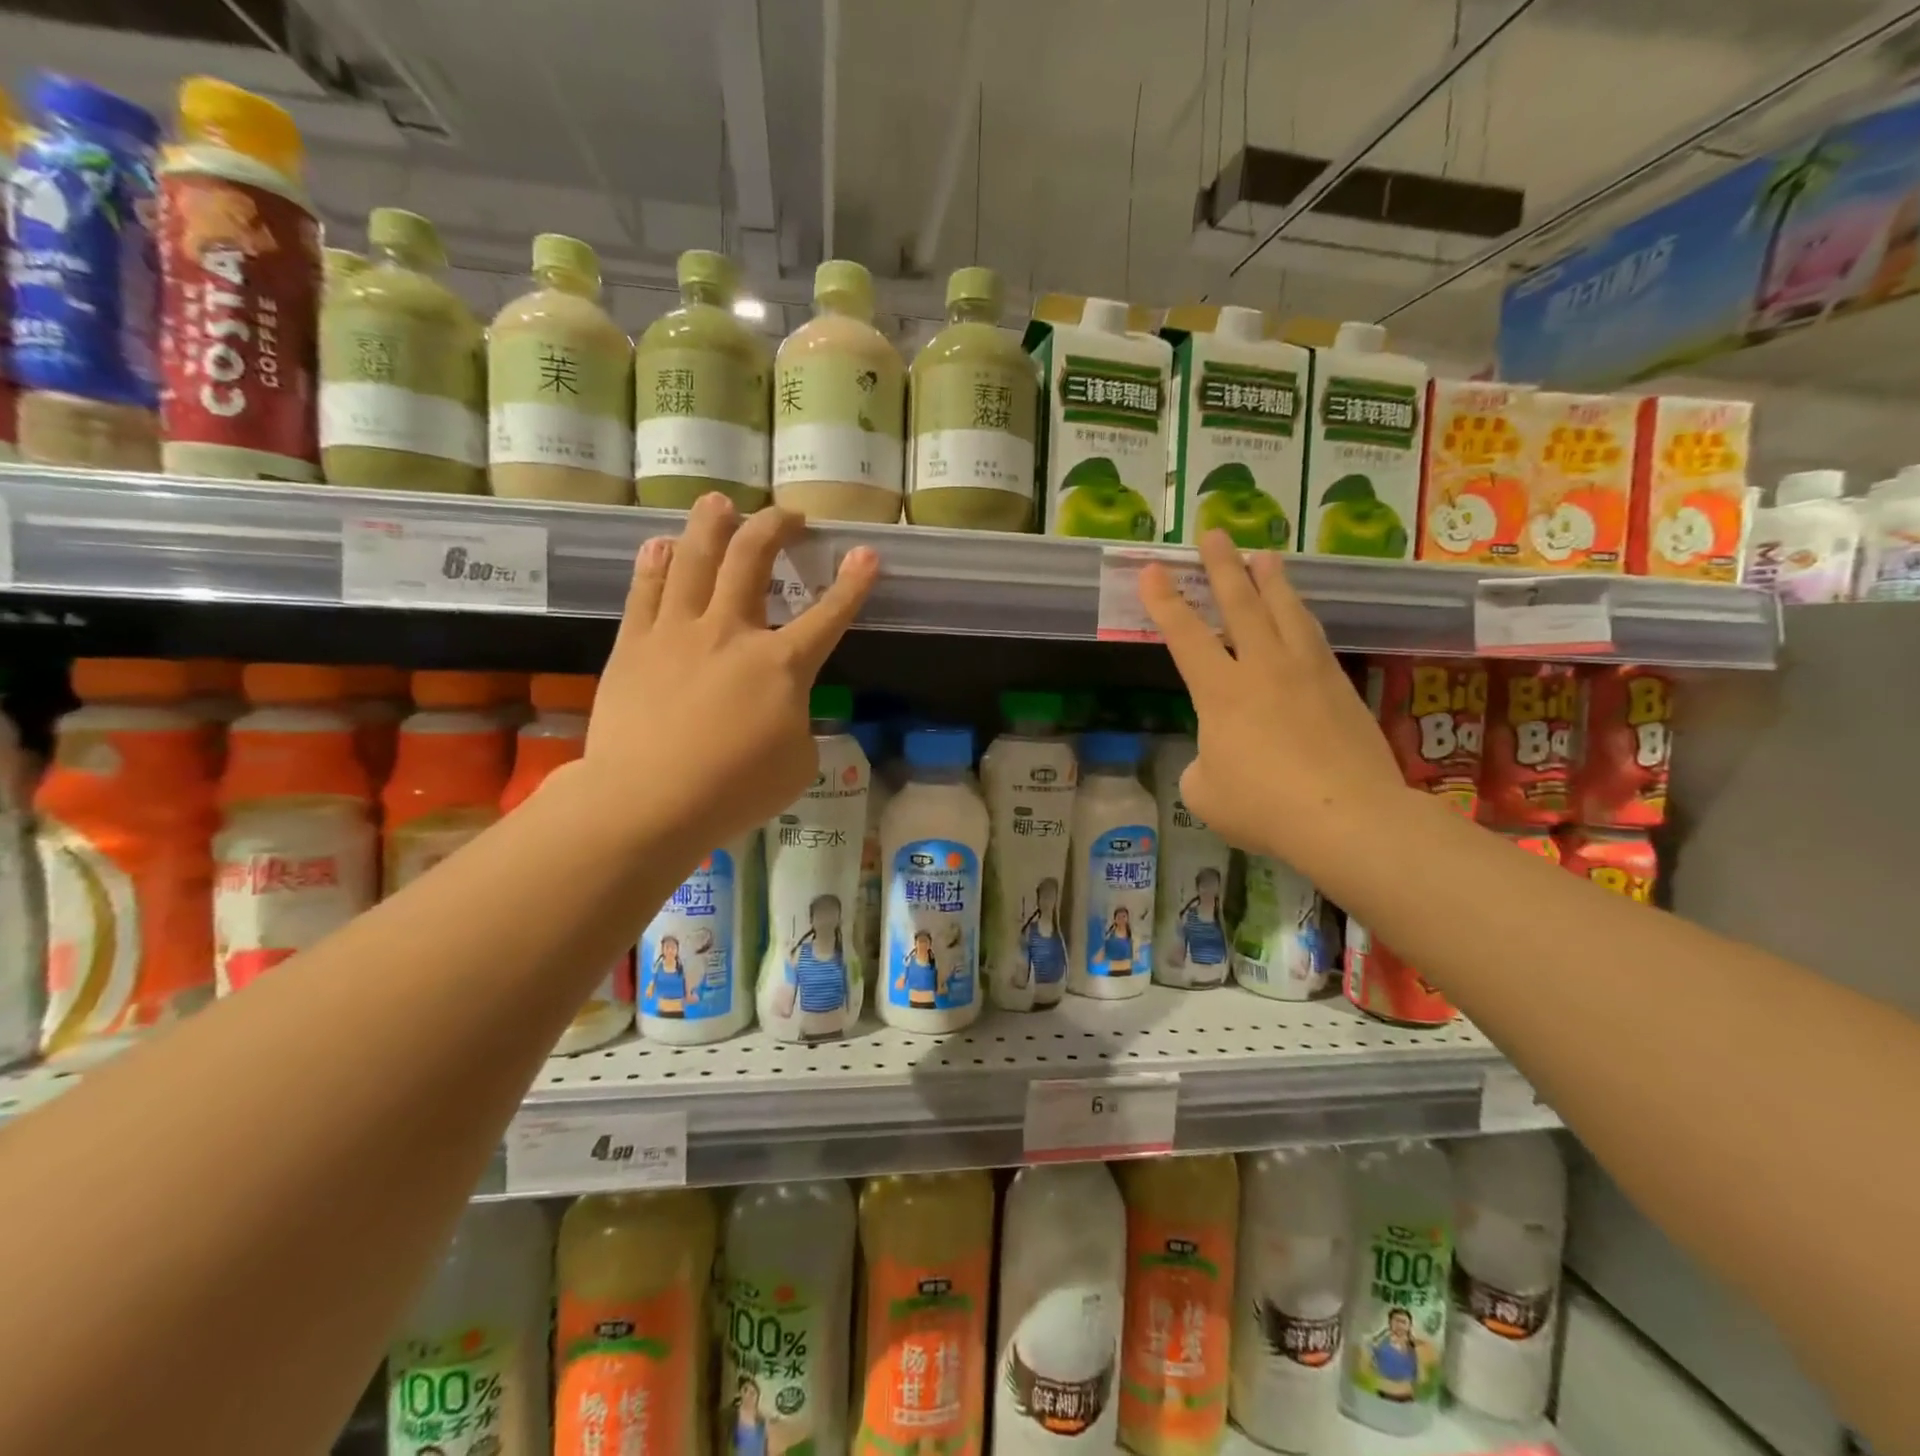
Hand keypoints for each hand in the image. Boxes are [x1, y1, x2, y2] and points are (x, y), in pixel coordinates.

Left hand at [584, 493, 877, 853]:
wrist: (649, 801)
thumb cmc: (735, 791)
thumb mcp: (797, 765)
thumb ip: (798, 724)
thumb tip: (784, 710)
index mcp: (782, 665)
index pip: (829, 615)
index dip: (853, 583)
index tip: (866, 554)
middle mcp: (732, 632)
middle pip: (753, 559)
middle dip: (775, 527)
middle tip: (787, 515)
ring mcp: (678, 632)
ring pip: (695, 558)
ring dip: (711, 523)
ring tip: (719, 502)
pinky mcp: (635, 644)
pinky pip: (646, 589)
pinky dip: (656, 562)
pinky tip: (661, 544)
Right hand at [1140, 531, 1405, 865]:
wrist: (1346, 816)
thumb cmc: (1262, 806)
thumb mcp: (1205, 792)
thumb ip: (1203, 764)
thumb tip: (1219, 756)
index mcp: (1220, 691)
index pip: (1185, 635)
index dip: (1164, 602)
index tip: (1153, 570)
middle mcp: (1262, 668)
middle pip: (1240, 604)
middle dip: (1222, 566)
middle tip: (1214, 534)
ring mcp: (1306, 673)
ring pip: (1286, 611)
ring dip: (1271, 579)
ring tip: (1264, 554)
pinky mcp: (1340, 686)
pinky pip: (1315, 637)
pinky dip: (1302, 616)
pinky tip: (1302, 612)